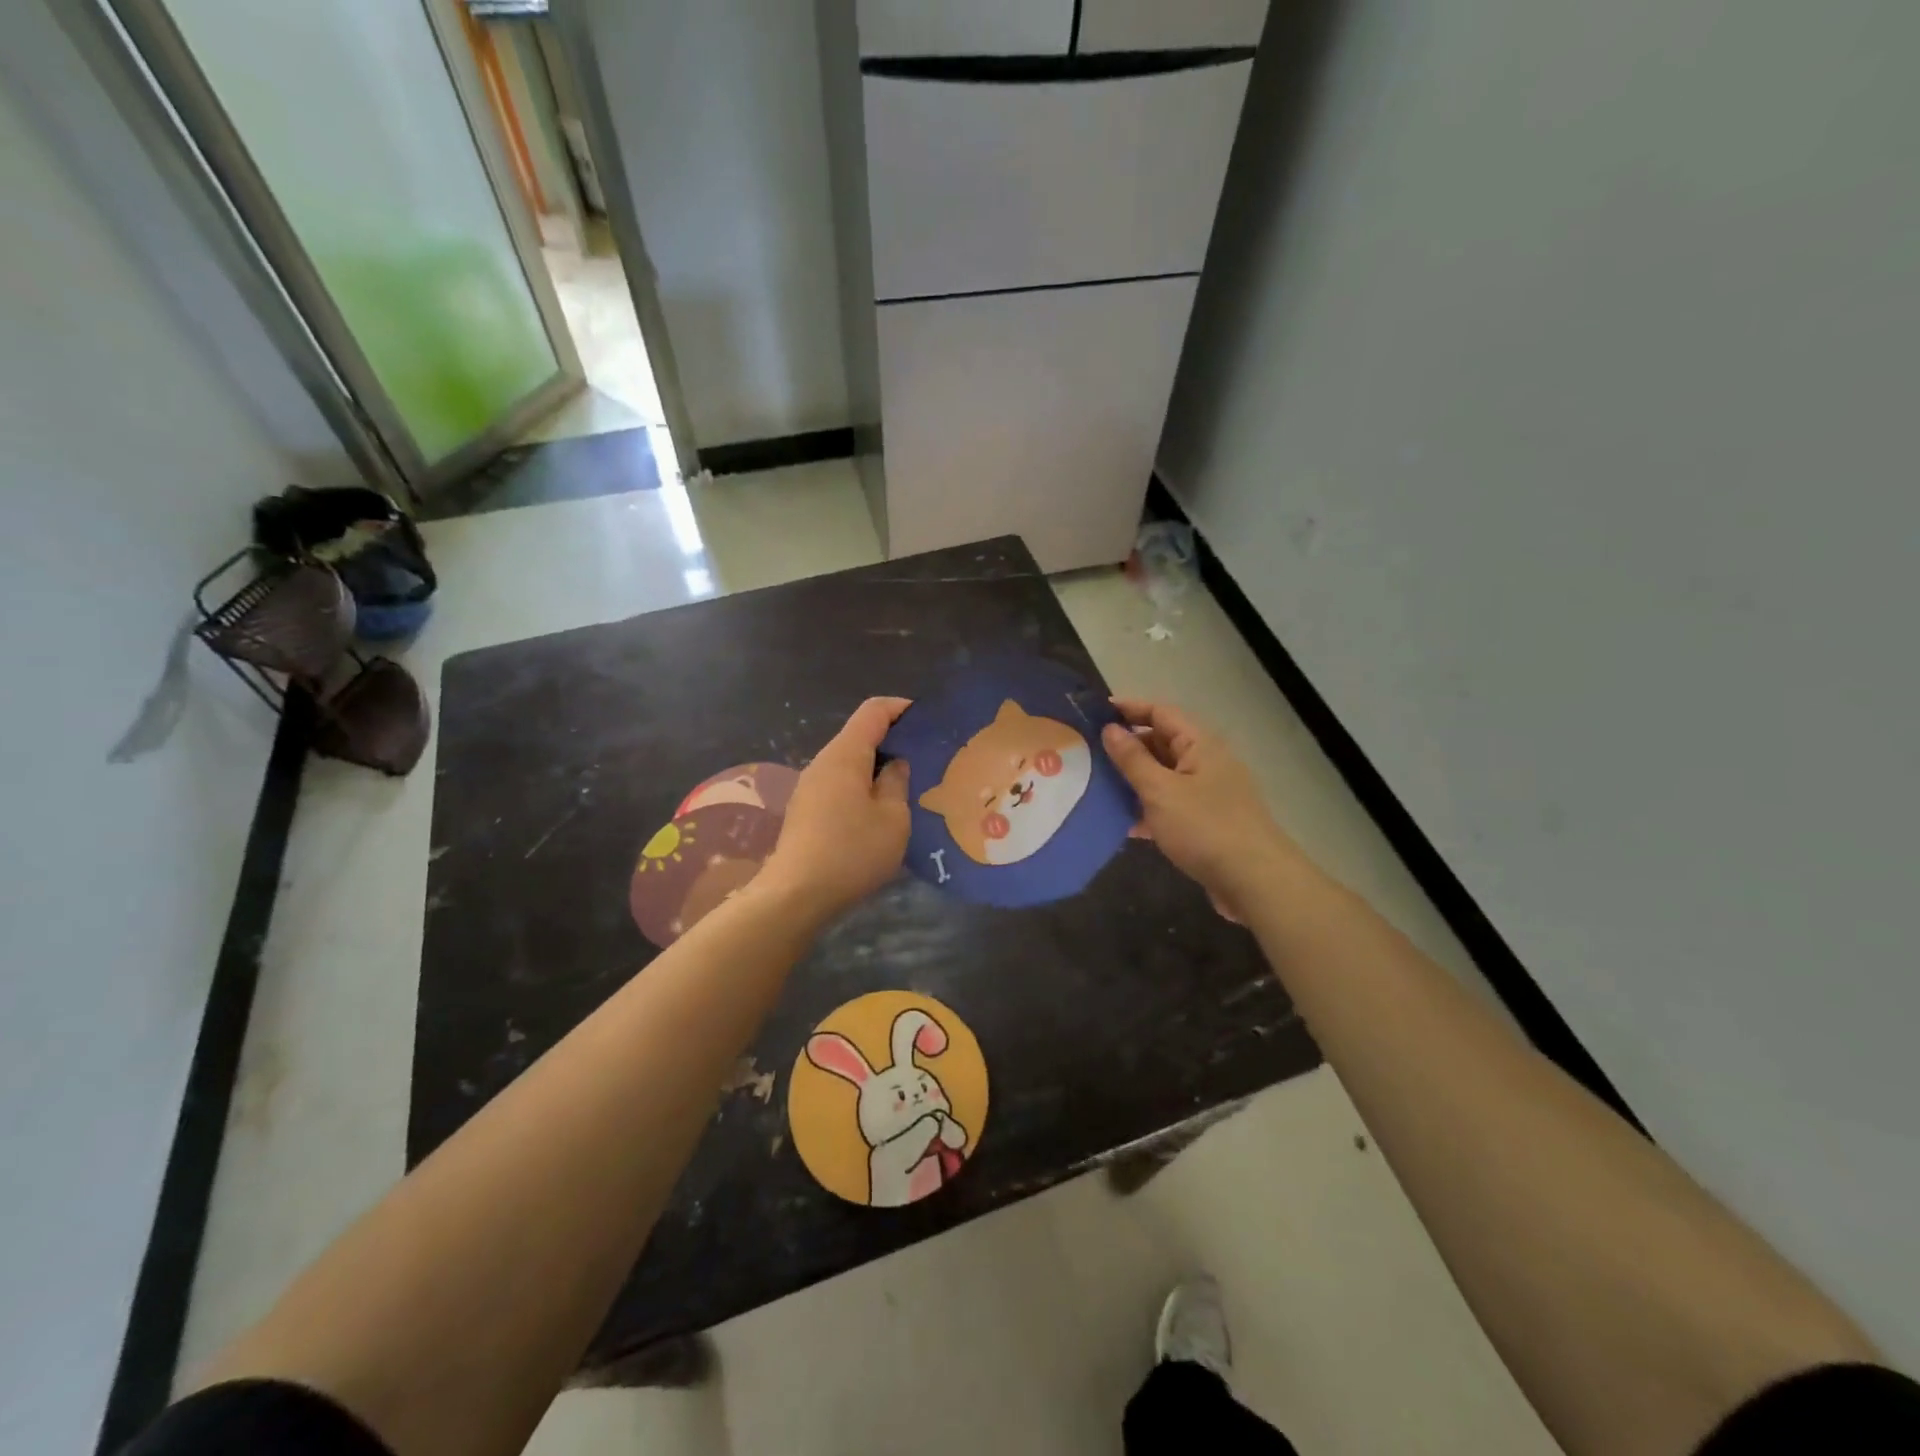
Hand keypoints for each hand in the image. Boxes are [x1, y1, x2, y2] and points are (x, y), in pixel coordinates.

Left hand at [759, 697, 911, 918]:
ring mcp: (810, 786)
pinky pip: (839, 784)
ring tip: (908, 785)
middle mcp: (823, 762)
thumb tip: (896, 763)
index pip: (874, 710)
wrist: (796, 894)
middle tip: (926, 757)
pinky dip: (862, 786)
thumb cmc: (852, 852)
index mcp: (846, 754)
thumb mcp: (893, 819)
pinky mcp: (806, 810)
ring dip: (878, 767)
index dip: (902, 707)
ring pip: (849, 762)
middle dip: (893, 739)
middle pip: (860, 735)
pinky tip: (880, 811)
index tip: (928, 719)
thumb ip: (897, 783)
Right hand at [1101, 698, 1294, 920]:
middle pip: (1161, 743)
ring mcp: (1208, 793)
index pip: (1160, 713)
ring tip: (1095, 786)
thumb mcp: (1160, 790)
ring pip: (1163, 776)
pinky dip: (1147, 808)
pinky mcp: (1206, 822)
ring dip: (1133, 779)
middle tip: (1087, 753)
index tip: (1094, 713)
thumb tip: (1110, 729)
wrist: (1254, 881)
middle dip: (1126, 746)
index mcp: (1199, 745)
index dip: (1128, 709)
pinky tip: (1123, 823)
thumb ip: (1133, 759)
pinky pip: (1170, 805)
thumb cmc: (1204, 828)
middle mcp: (1206, 762)